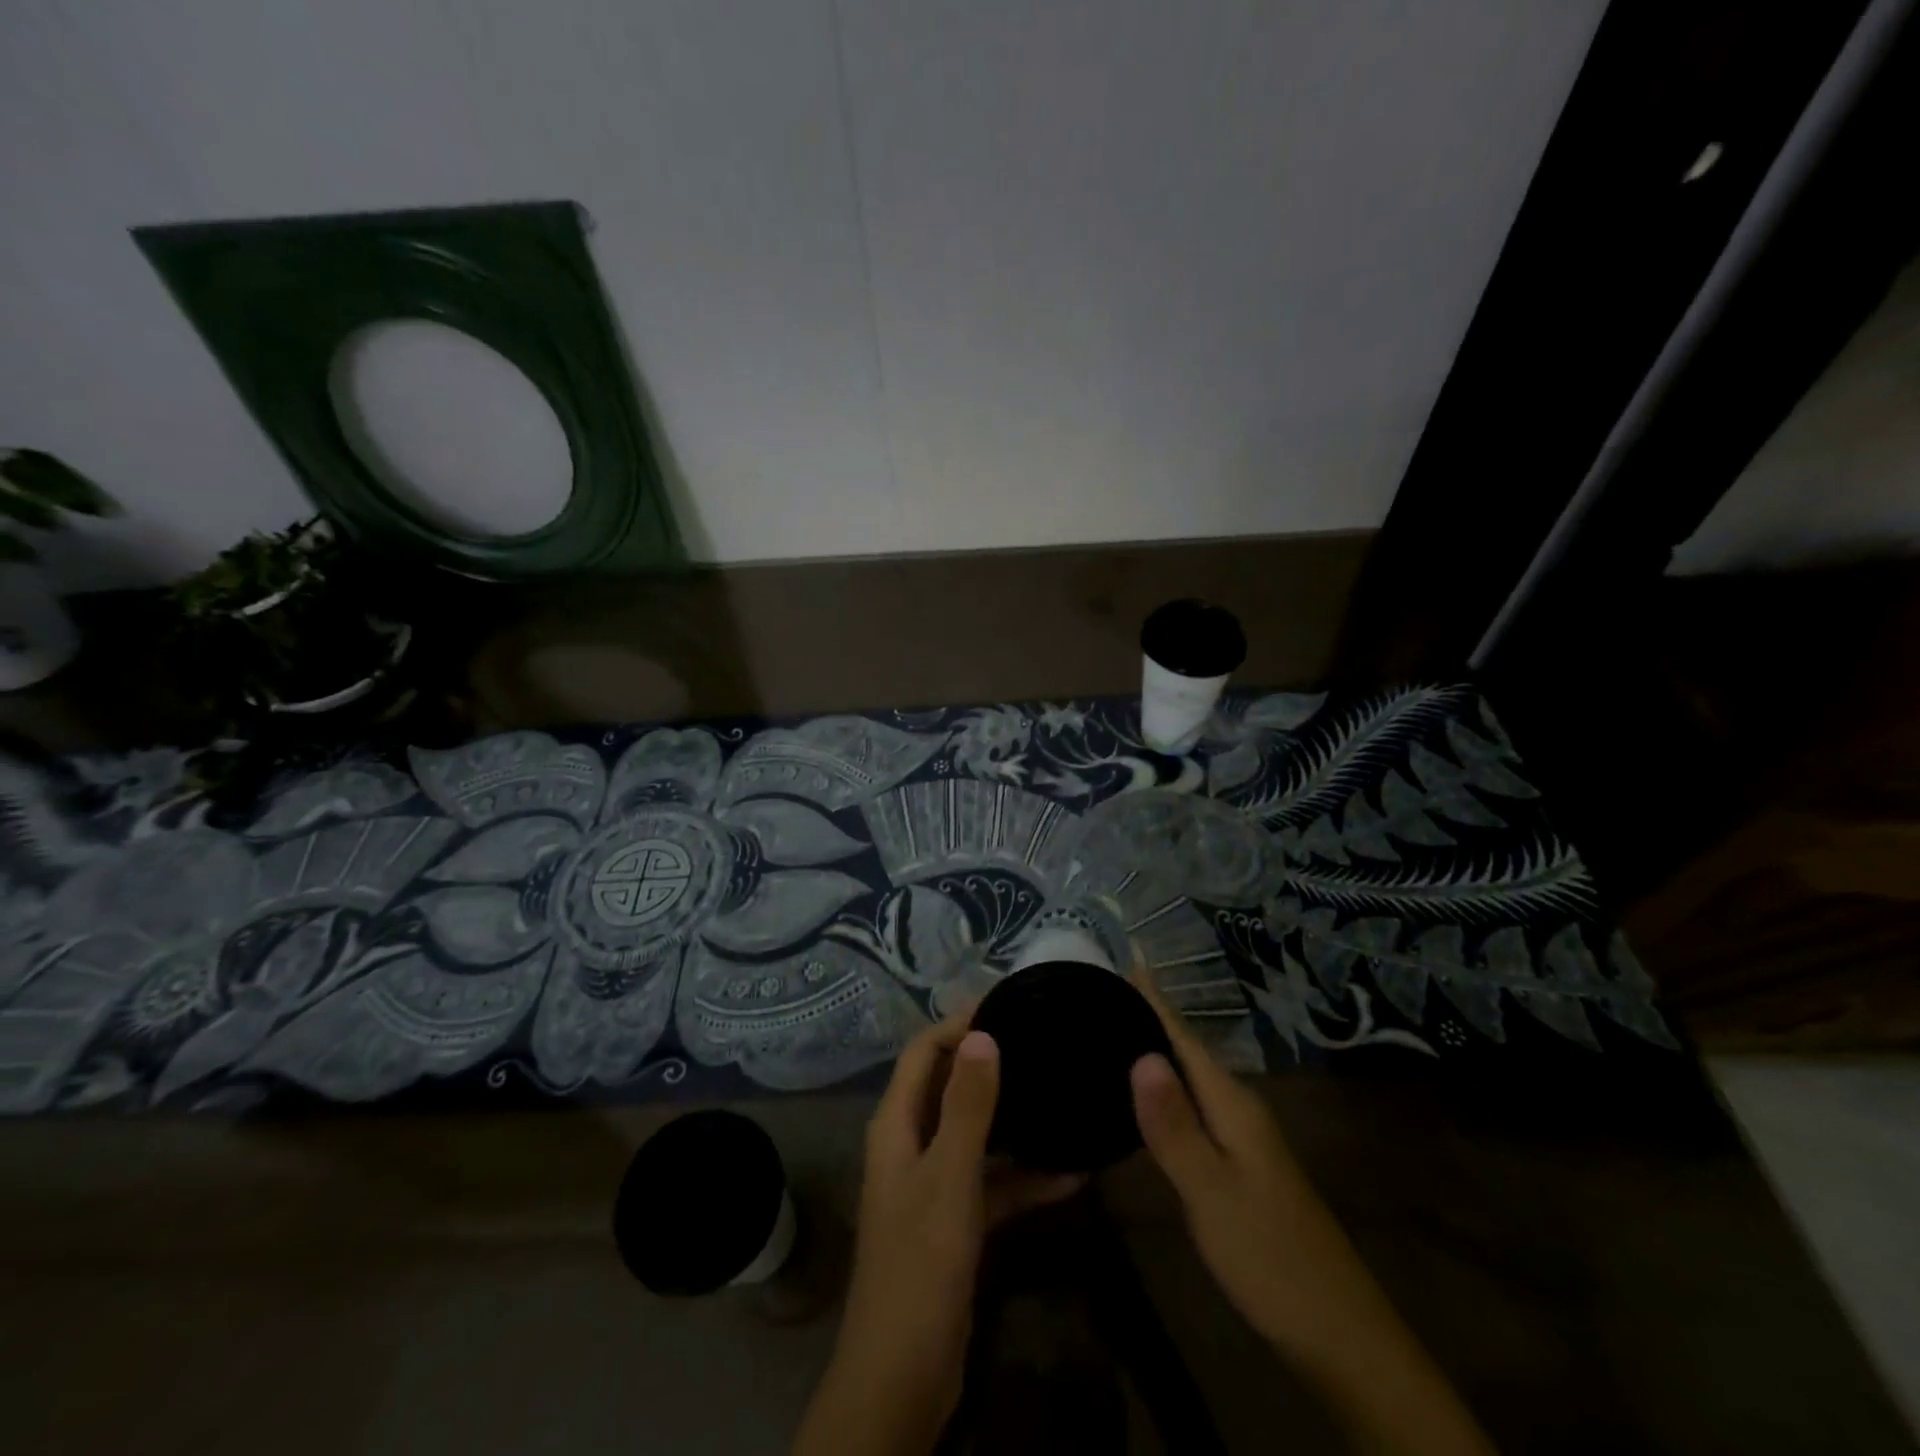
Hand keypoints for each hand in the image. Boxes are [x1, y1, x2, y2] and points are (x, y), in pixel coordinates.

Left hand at [793, 1016, 1081, 1455]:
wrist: (903, 1375)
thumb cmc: (920, 1264)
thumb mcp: (949, 1178)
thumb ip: (966, 1107)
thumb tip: (982, 1035)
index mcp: (896, 1125)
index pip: (922, 1052)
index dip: (957, 1023)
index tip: (1005, 1004)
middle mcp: (910, 1144)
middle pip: (948, 1086)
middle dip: (988, 1062)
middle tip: (1038, 1040)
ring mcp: (932, 1183)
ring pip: (975, 1134)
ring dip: (1013, 1120)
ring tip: (1059, 1095)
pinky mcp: (954, 1221)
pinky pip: (991, 1182)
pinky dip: (1024, 1177)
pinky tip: (1072, 1175)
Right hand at [1127, 970, 1330, 1351]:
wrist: (1339, 1334)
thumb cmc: (1269, 1255)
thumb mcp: (1210, 1192)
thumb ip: (1174, 1125)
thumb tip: (1140, 1052)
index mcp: (1232, 1104)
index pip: (1183, 1036)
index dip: (1154, 997)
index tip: (1127, 954)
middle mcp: (1239, 1108)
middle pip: (1186, 1049)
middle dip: (1148, 1015)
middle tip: (1101, 988)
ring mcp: (1244, 1138)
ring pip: (1190, 1078)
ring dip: (1157, 1049)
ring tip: (1113, 1029)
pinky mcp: (1240, 1165)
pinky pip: (1194, 1107)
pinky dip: (1166, 1088)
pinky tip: (1145, 1097)